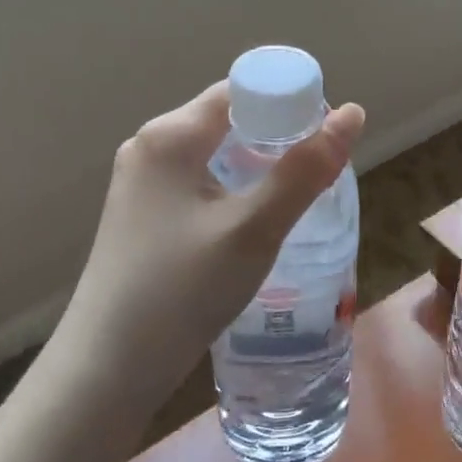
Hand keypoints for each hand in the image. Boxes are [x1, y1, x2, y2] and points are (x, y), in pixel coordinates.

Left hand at [53, 81, 364, 414]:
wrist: (107, 370)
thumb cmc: (181, 291)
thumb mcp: (252, 229)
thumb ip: (305, 171)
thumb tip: (354, 114)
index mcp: (171, 135)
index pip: (242, 90)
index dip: (290, 102)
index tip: (329, 136)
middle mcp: (151, 147)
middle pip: (229, 119)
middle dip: (279, 136)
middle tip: (322, 171)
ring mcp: (142, 183)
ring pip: (216, 154)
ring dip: (259, 166)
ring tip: (298, 198)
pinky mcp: (143, 215)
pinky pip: (200, 182)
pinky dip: (235, 189)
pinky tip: (255, 222)